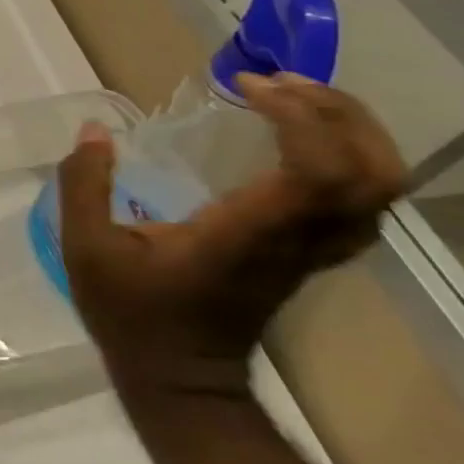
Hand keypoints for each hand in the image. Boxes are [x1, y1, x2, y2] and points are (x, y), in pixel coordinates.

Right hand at [57, 72, 405, 399]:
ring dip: (350, 130)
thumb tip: (94, 131)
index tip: (246, 85)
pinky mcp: (310, 256)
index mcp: (246, 235)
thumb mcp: (86, 248)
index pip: (320, 172)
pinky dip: (347, 157)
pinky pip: (361, 201)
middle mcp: (295, 241)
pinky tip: (300, 139)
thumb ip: (84, 184)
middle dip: (340, 113)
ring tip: (291, 99)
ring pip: (380, 187)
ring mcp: (311, 252)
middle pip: (373, 173)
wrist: (179, 381)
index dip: (301, 117)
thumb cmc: (131, 314)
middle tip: (278, 82)